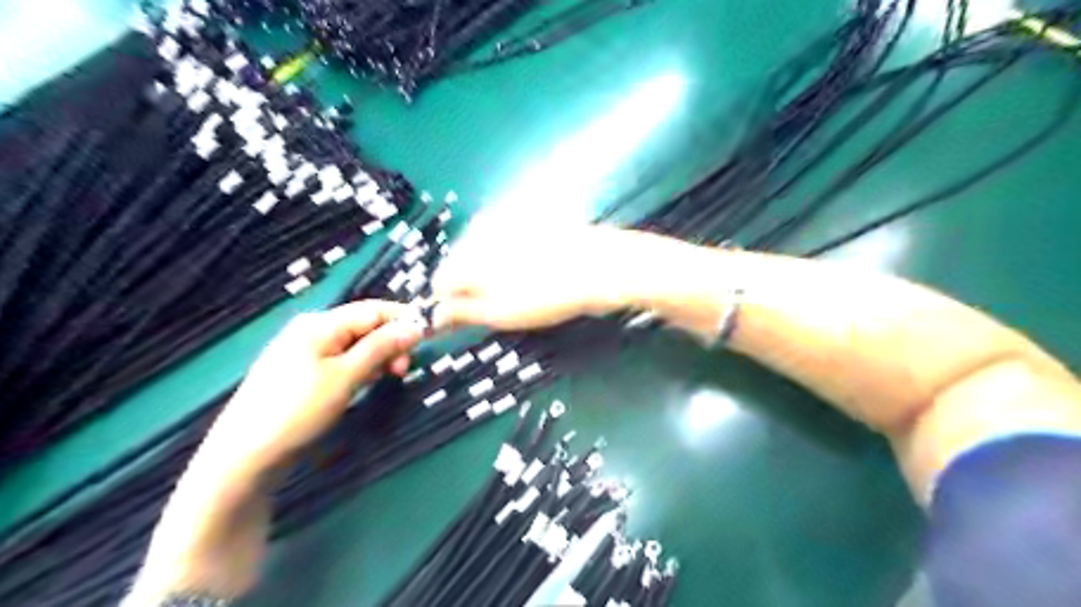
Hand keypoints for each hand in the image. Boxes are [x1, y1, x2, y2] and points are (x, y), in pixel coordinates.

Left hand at [200, 299, 427, 478]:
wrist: (244, 455)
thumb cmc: (298, 410)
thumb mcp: (346, 376)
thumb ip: (381, 348)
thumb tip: (415, 326)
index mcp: (320, 323)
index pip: (373, 310)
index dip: (402, 321)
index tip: (427, 340)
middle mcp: (312, 329)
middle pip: (364, 326)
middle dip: (389, 343)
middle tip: (402, 371)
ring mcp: (304, 350)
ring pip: (355, 344)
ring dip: (376, 357)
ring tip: (385, 380)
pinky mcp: (301, 371)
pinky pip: (341, 359)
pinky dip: (359, 368)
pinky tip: (363, 384)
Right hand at [428, 220, 635, 328]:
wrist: (595, 265)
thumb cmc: (544, 296)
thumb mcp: (500, 314)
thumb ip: (462, 313)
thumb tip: (435, 316)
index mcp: (466, 259)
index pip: (439, 281)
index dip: (449, 301)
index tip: (467, 314)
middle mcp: (476, 233)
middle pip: (457, 260)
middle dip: (468, 281)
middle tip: (495, 301)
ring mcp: (501, 219)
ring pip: (478, 246)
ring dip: (485, 265)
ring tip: (515, 283)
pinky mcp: (521, 215)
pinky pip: (500, 234)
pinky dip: (504, 249)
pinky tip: (527, 262)